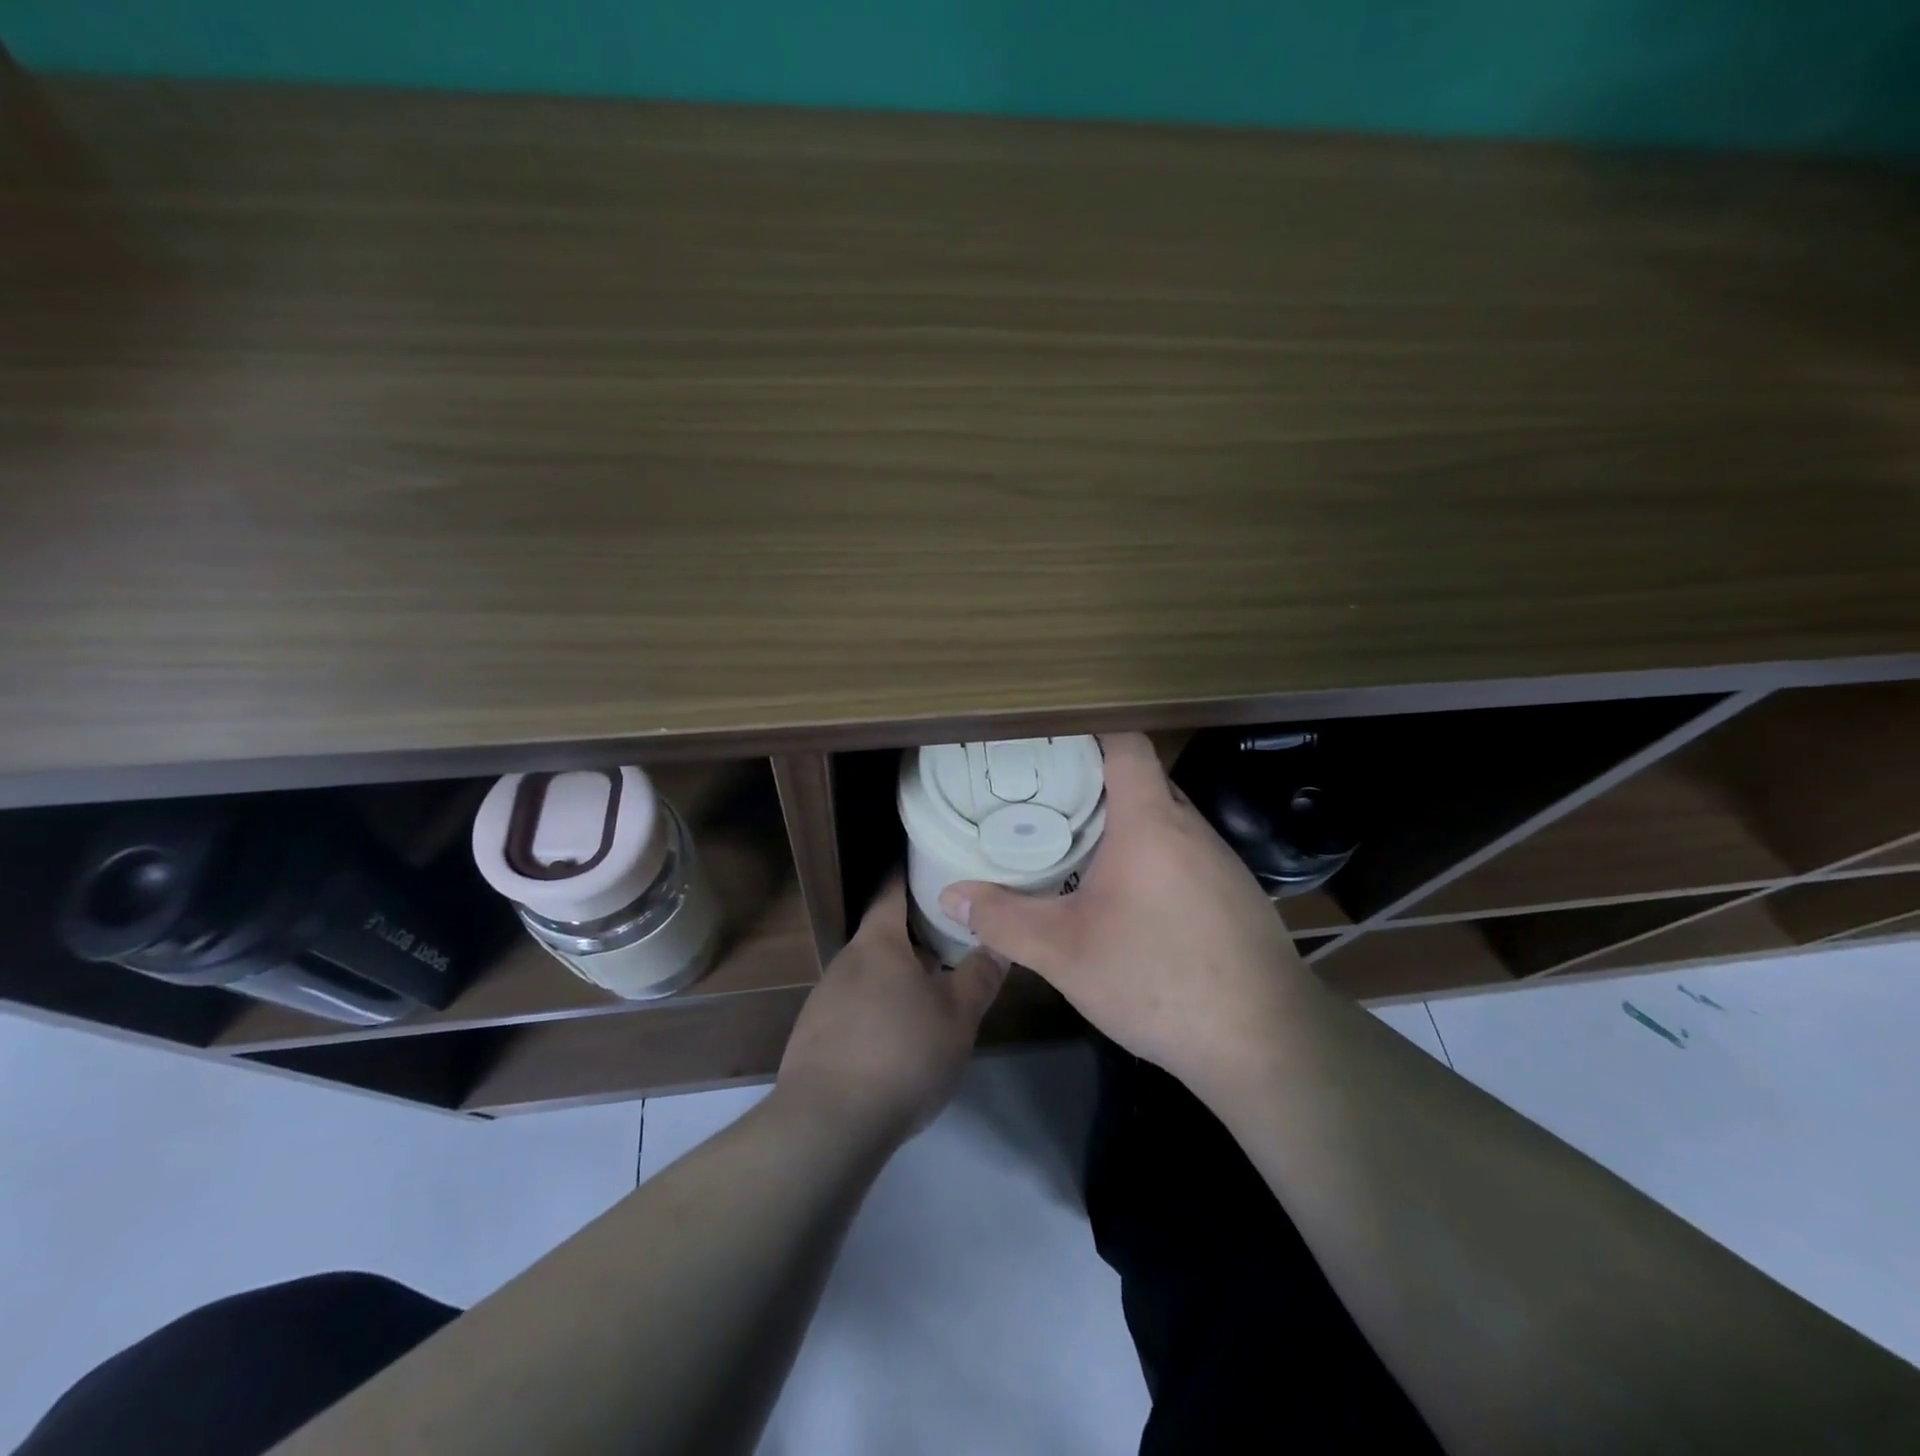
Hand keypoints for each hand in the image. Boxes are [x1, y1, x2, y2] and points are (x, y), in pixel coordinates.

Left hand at [777, 877, 1006, 1147]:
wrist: (828, 1124)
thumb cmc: (901, 1053)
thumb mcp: (957, 1016)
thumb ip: (980, 975)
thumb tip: (999, 941)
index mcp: (877, 943)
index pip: (891, 889)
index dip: (912, 873)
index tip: (935, 864)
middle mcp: (846, 961)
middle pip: (883, 934)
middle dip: (917, 934)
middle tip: (955, 935)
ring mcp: (825, 999)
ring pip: (871, 974)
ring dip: (899, 976)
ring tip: (934, 989)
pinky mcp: (815, 1036)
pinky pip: (855, 1007)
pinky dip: (880, 1008)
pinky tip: (899, 1038)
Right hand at [937, 732, 1307, 1094]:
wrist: (1265, 1042)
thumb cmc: (1158, 978)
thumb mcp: (1064, 952)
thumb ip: (1003, 919)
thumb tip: (951, 895)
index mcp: (1151, 820)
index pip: (1126, 744)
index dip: (1089, 733)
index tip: (1048, 746)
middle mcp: (1191, 827)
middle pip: (1142, 781)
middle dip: (1094, 785)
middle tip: (1044, 802)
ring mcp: (1221, 862)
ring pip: (1165, 821)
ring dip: (1124, 826)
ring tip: (1077, 847)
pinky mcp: (1236, 896)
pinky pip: (1184, 855)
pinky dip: (1152, 859)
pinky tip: (1128, 901)